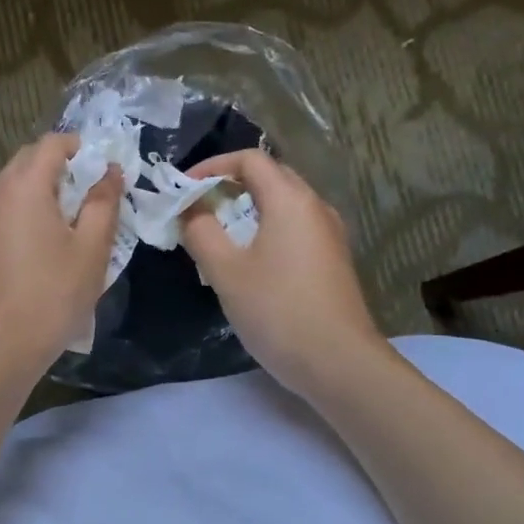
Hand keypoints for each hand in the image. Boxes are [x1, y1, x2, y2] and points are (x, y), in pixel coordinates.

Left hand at [0, 133, 123, 376]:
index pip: (53, 143)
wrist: (1, 345)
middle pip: (30, 159)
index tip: (106, 170)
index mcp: (24, 185)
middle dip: (63, 166)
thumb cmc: (54, 294)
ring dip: (45, 189)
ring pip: (15, 185)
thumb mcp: (91, 248)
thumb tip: (111, 171)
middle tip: (93, 193)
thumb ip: (103, 202)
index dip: (83, 148)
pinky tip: (47, 242)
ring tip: (74, 219)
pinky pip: (6, 209)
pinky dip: (28, 210)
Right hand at [179, 149, 386, 396]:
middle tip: (196, 208)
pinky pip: (294, 228)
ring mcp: (329, 234)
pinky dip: (266, 229)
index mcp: (291, 200)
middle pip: (270, 177)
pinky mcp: (333, 259)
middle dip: (229, 185)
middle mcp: (315, 207)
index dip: (212, 166)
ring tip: (217, 234)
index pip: (250, 160)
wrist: (339, 363)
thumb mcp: (226, 272)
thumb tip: (189, 209)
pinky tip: (248, 260)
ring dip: (247, 209)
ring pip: (283, 204)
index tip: (183, 189)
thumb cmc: (278, 311)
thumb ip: (201, 232)